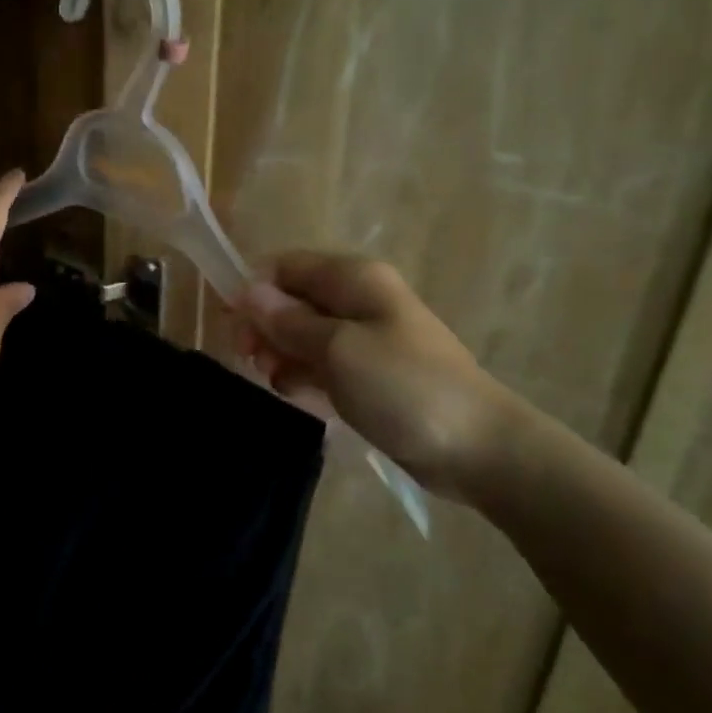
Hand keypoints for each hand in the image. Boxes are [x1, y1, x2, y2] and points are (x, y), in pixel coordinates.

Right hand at [236, 253, 513, 499]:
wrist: (476, 447)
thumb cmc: (404, 387)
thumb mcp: (338, 350)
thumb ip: (289, 321)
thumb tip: (248, 291)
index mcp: (354, 279)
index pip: (286, 266)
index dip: (255, 289)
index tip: (235, 326)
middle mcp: (357, 299)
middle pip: (292, 299)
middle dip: (265, 325)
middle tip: (251, 359)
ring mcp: (364, 338)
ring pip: (302, 334)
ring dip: (281, 353)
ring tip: (277, 381)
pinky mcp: (368, 373)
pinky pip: (321, 363)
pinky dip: (303, 374)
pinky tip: (296, 394)